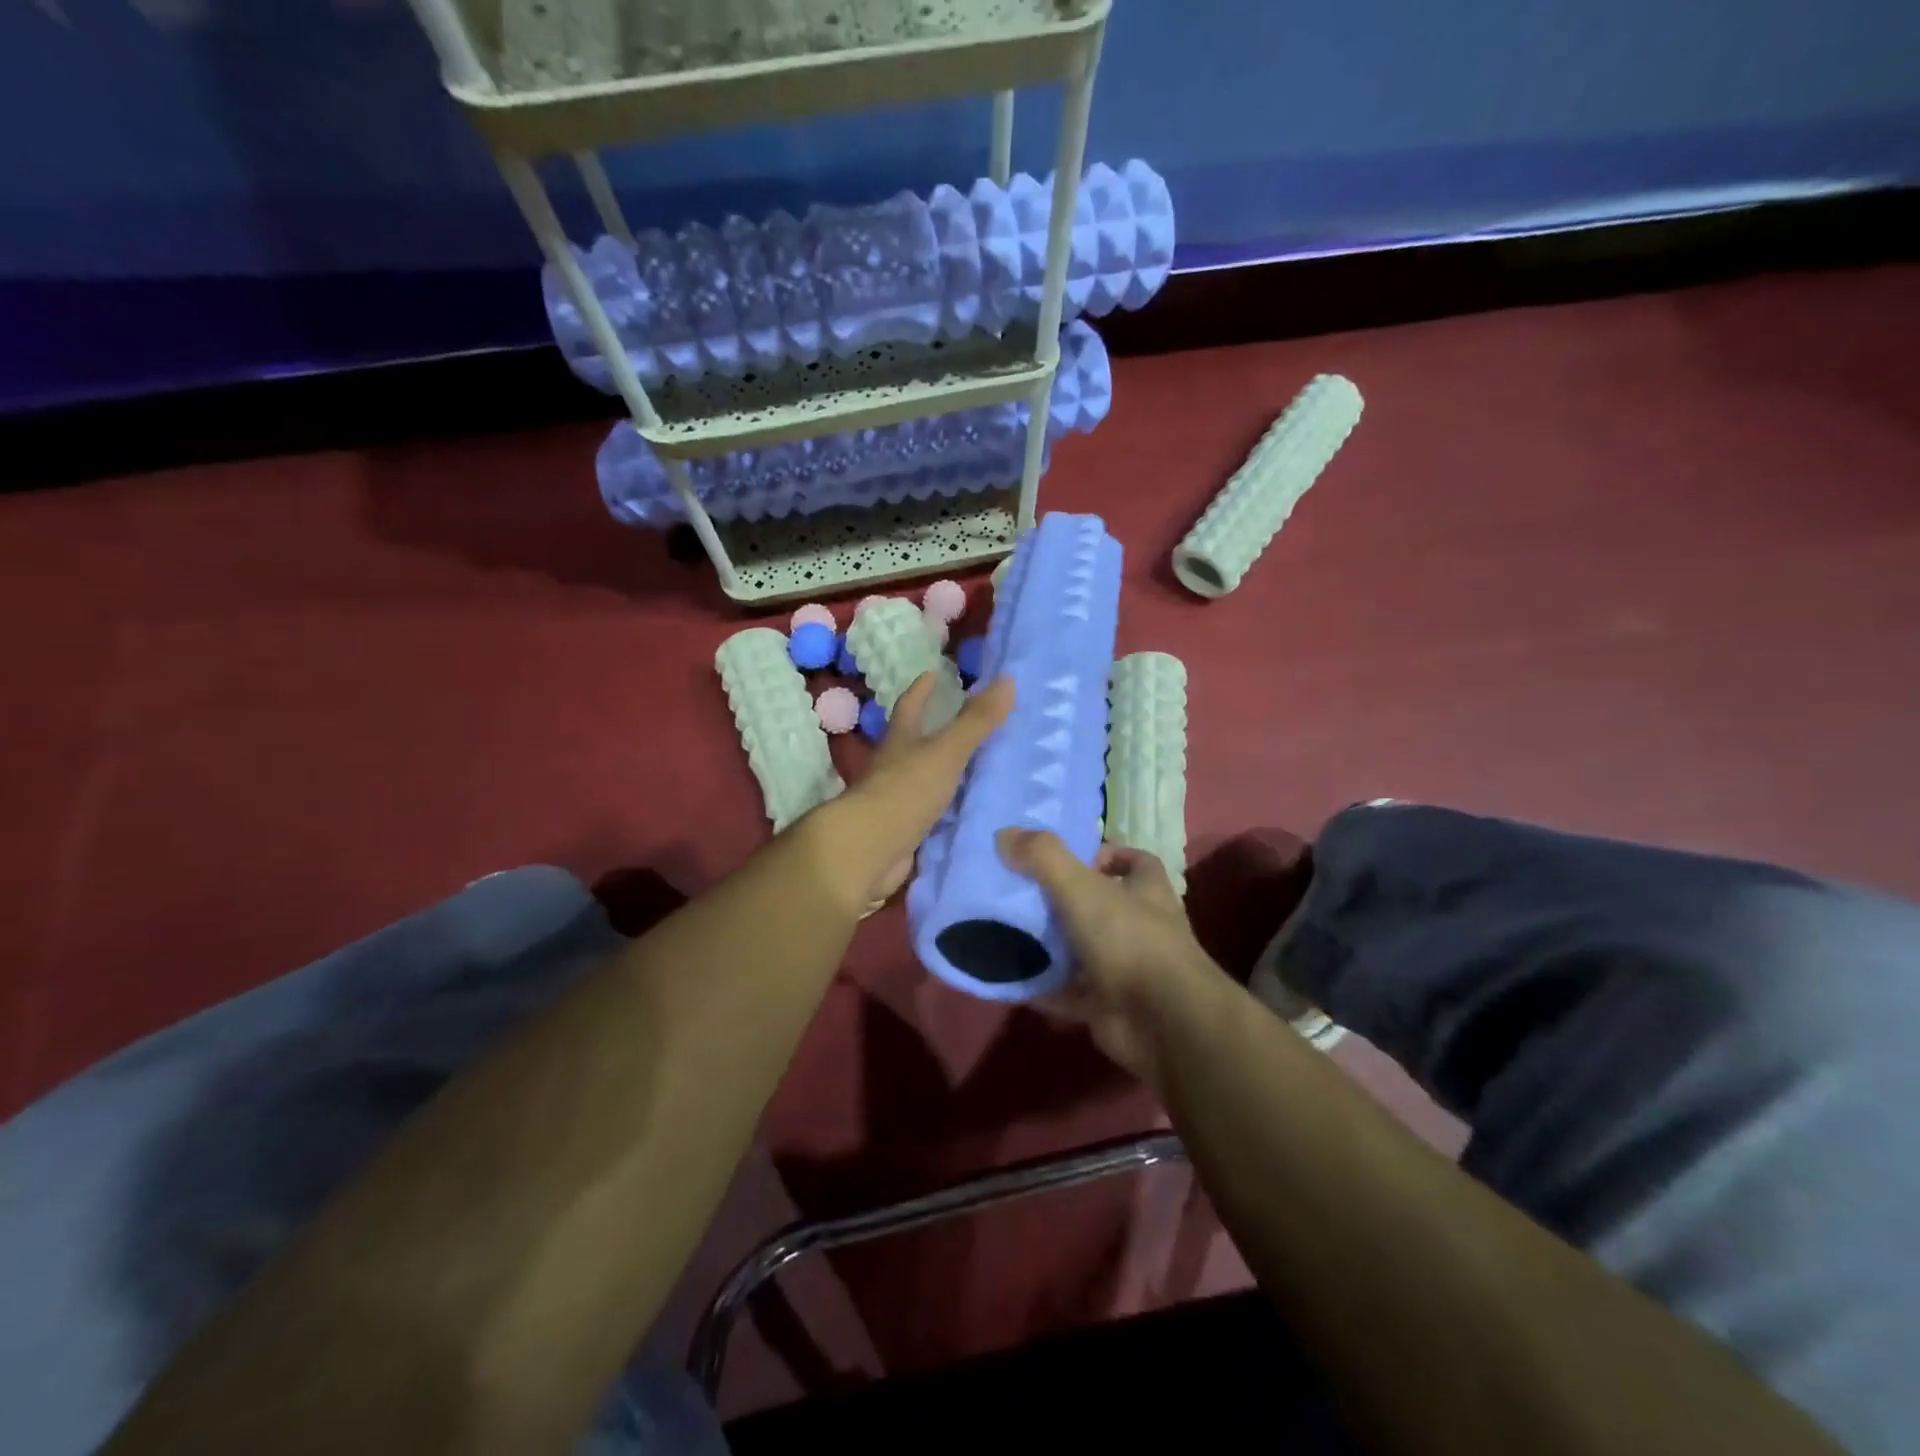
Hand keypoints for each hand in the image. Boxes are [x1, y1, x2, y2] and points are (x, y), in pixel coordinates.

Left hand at [808, 672, 1014, 911]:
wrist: (870, 850)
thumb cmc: (905, 790)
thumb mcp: (946, 751)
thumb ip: (976, 720)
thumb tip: (1007, 679)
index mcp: (899, 741)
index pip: (909, 706)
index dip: (921, 690)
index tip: (933, 673)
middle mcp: (894, 768)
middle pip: (915, 744)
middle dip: (935, 732)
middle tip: (970, 723)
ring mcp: (898, 802)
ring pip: (926, 781)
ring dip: (947, 775)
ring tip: (983, 770)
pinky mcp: (905, 832)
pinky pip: (934, 816)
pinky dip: (950, 812)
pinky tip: (972, 814)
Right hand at [997, 831, 1222, 1083]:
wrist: (1162, 1021)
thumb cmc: (1129, 940)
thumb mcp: (1082, 887)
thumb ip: (1043, 857)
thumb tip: (1003, 833)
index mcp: (1146, 890)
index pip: (1133, 861)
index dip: (1104, 855)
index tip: (1066, 857)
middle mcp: (1141, 925)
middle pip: (1101, 905)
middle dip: (1065, 900)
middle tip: (1021, 893)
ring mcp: (1126, 968)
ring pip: (1082, 949)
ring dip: (1050, 944)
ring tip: (1005, 931)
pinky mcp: (1108, 1004)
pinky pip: (1067, 991)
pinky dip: (1041, 986)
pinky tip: (1009, 978)